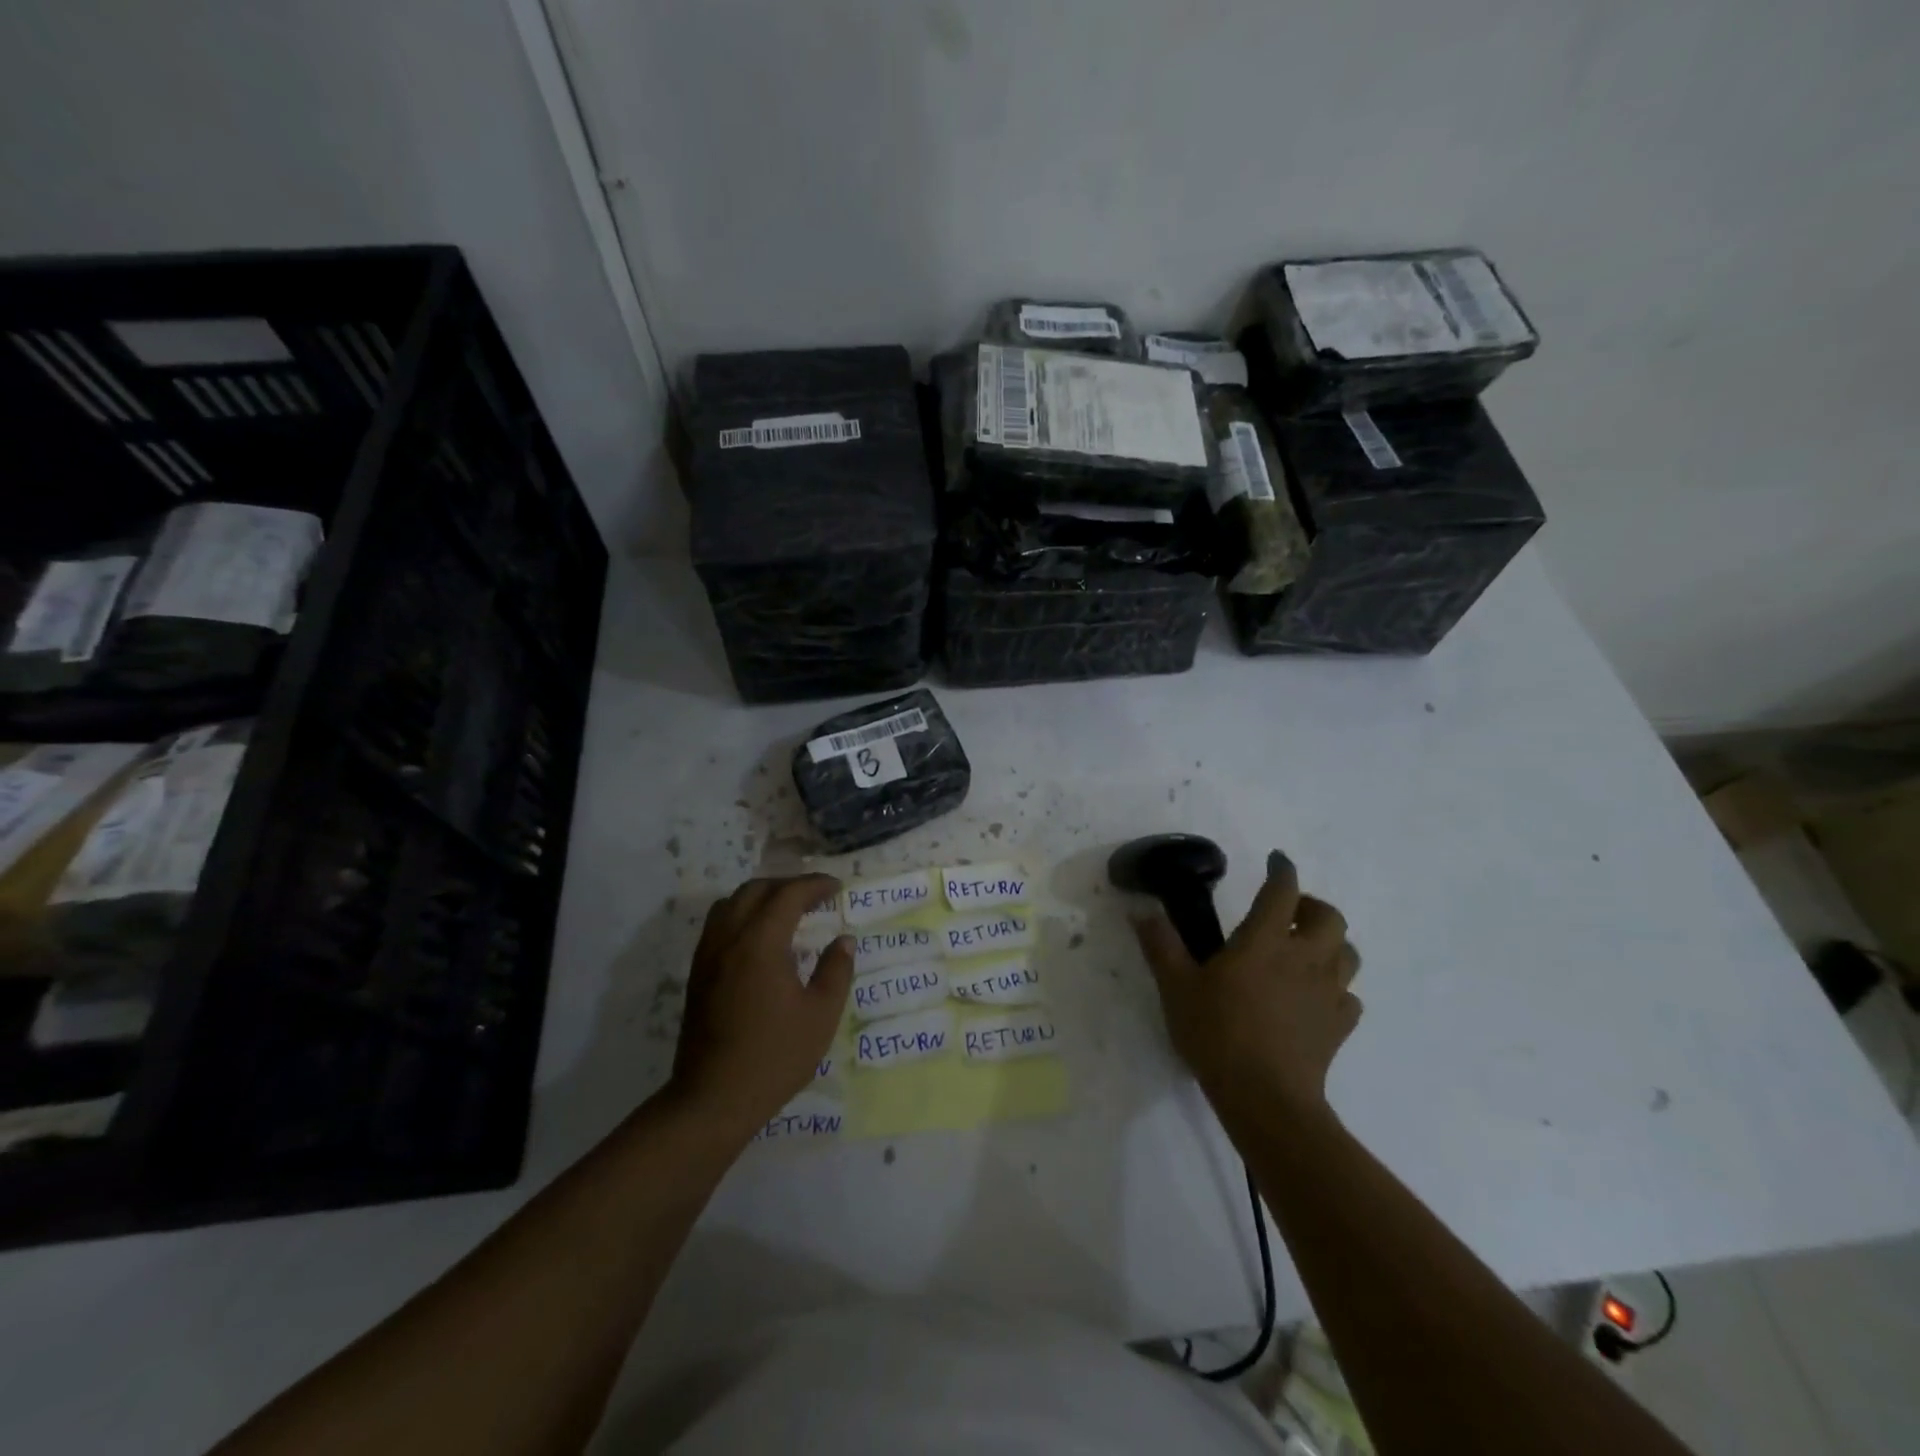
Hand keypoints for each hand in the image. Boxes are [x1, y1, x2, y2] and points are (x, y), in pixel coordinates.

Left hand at [670, 875, 854, 1140]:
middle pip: (755, 890)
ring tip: (786, 912)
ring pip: (731, 903)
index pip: (788, 895)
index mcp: (760, 943)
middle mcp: (729, 939)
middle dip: (787, 886)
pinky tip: (760, 940)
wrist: (713, 1098)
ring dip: (761, 897)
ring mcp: (707, 955)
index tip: (837, 887)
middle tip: (815, 898)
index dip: (815, 885)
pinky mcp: (697, 973)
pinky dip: (742, 915)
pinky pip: (718, 924)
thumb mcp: (820, 1015)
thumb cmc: (775, 1056)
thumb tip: (844, 941)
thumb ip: (835, 970)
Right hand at [1134, 851, 1360, 1125]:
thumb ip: (1160, 945)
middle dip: (1312, 906)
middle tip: (1289, 913)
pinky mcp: (1339, 1027)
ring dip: (1330, 944)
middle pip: (1330, 917)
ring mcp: (1328, 994)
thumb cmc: (1218, 1033)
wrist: (1265, 1098)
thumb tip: (1142, 910)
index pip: (1282, 891)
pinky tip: (1314, 999)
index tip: (1277, 860)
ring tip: (1305, 951)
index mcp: (1265, 941)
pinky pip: (1348, 997)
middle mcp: (1305, 958)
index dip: (1282, 870)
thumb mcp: (1176, 986)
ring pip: (1348, 954)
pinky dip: (1335, 989)